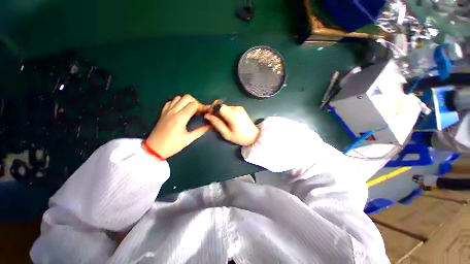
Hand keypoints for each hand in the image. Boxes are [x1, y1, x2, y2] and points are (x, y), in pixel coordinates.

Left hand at [145, 95, 209, 158]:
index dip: (202, 107)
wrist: (154, 149)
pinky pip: (171, 102)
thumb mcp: (188, 139)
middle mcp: (174, 111)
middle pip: (187, 97)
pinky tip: (180, 110)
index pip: (194, 105)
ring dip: (187, 101)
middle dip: (195, 102)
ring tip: (191, 110)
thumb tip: (209, 125)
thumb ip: (200, 131)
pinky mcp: (163, 112)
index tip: (206, 112)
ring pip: (179, 97)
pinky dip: (178, 102)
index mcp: (181, 118)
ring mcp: (167, 110)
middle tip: (199, 111)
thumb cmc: (172, 145)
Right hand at [204, 105, 259, 145]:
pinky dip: (226, 113)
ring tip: (222, 123)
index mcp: (232, 114)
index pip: (218, 105)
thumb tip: (207, 115)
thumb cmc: (240, 137)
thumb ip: (217, 123)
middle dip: (216, 112)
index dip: (212, 109)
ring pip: (225, 107)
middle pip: (221, 106)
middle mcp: (236, 108)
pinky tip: (228, 121)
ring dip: (221, 113)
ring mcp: (239, 107)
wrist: (254, 136)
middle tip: (214, 121)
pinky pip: (229, 109)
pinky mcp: (240, 109)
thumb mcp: (226, 134)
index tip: (209, 115)